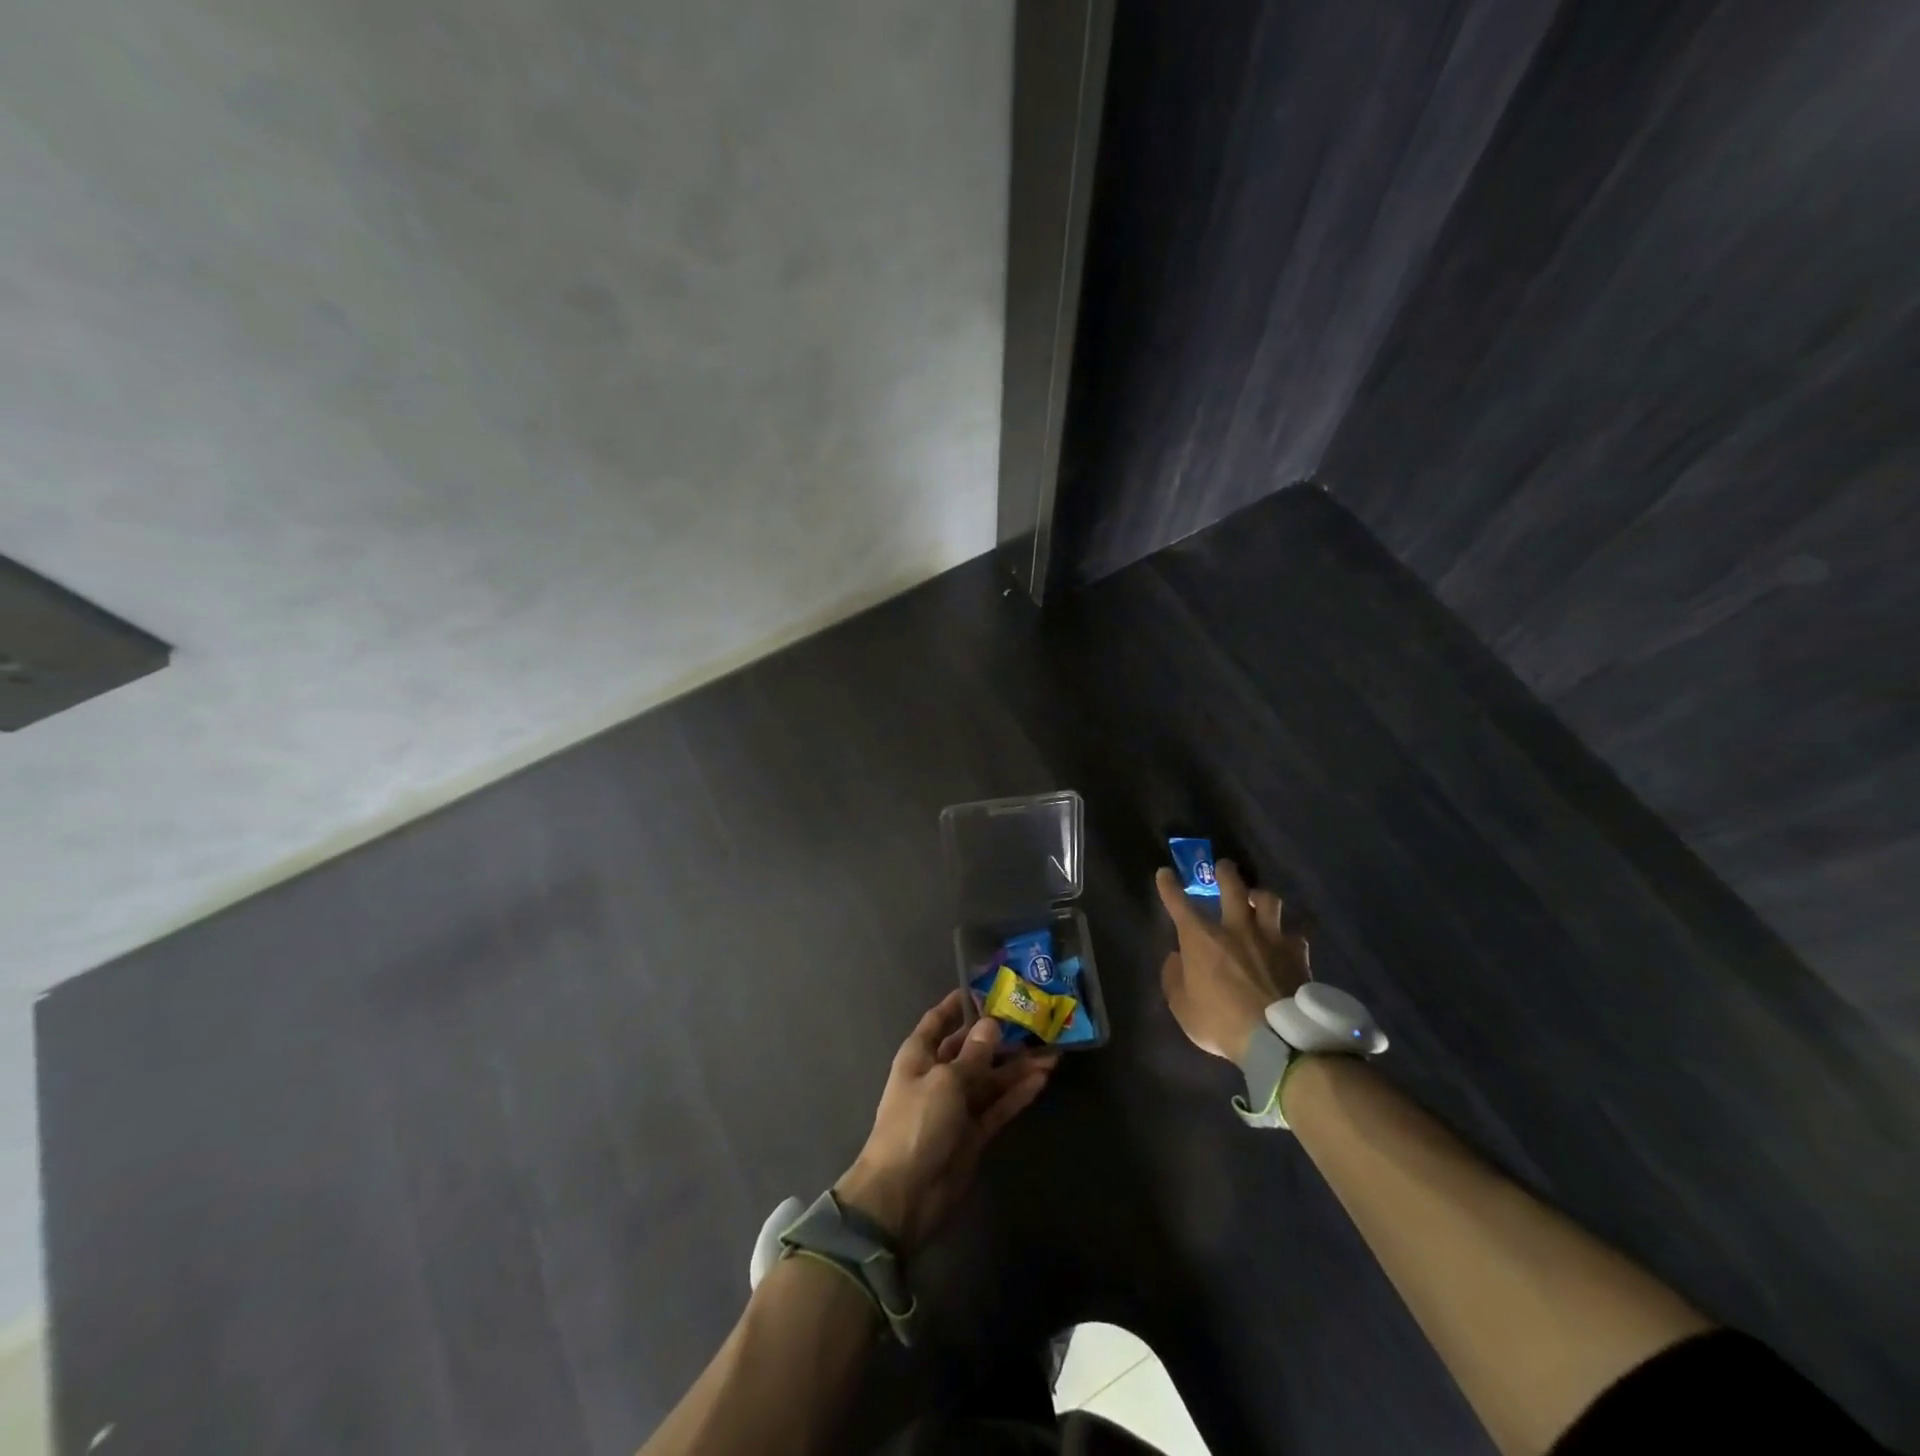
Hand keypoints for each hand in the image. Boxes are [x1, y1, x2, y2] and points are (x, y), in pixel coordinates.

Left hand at [836, 992, 1057, 1250]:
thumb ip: (973, 1054)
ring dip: (1018, 1066)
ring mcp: (957, 1106)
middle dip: (1000, 1036)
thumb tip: (991, 1024)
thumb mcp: (945, 1081)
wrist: (904, 1195)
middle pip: (972, 1049)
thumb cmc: (917, 1124)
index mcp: (919, 1056)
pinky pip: (999, 1106)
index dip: (958, 1004)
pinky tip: (1043, 1078)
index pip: (938, 1021)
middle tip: (1034, 1018)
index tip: (985, 987)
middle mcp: (938, 1075)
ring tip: (1052, 1049)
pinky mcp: (974, 1133)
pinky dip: (1018, 1093)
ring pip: (991, 1078)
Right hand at [1157, 859, 1310, 1063]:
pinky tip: (1286, 940)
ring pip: (1269, 900)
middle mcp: (1235, 928)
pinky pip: (1294, 934)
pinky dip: (1287, 934)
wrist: (1277, 1038)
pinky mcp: (1297, 954)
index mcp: (1201, 938)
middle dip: (1225, 872)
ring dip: (1261, 896)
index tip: (1164, 872)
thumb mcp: (1182, 1007)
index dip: (1169, 886)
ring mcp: (1270, 937)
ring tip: (1258, 898)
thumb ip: (1174, 978)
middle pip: (1231, 886)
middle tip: (1223, 866)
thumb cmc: (1220, 1022)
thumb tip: (1176, 959)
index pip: (1179, 903)